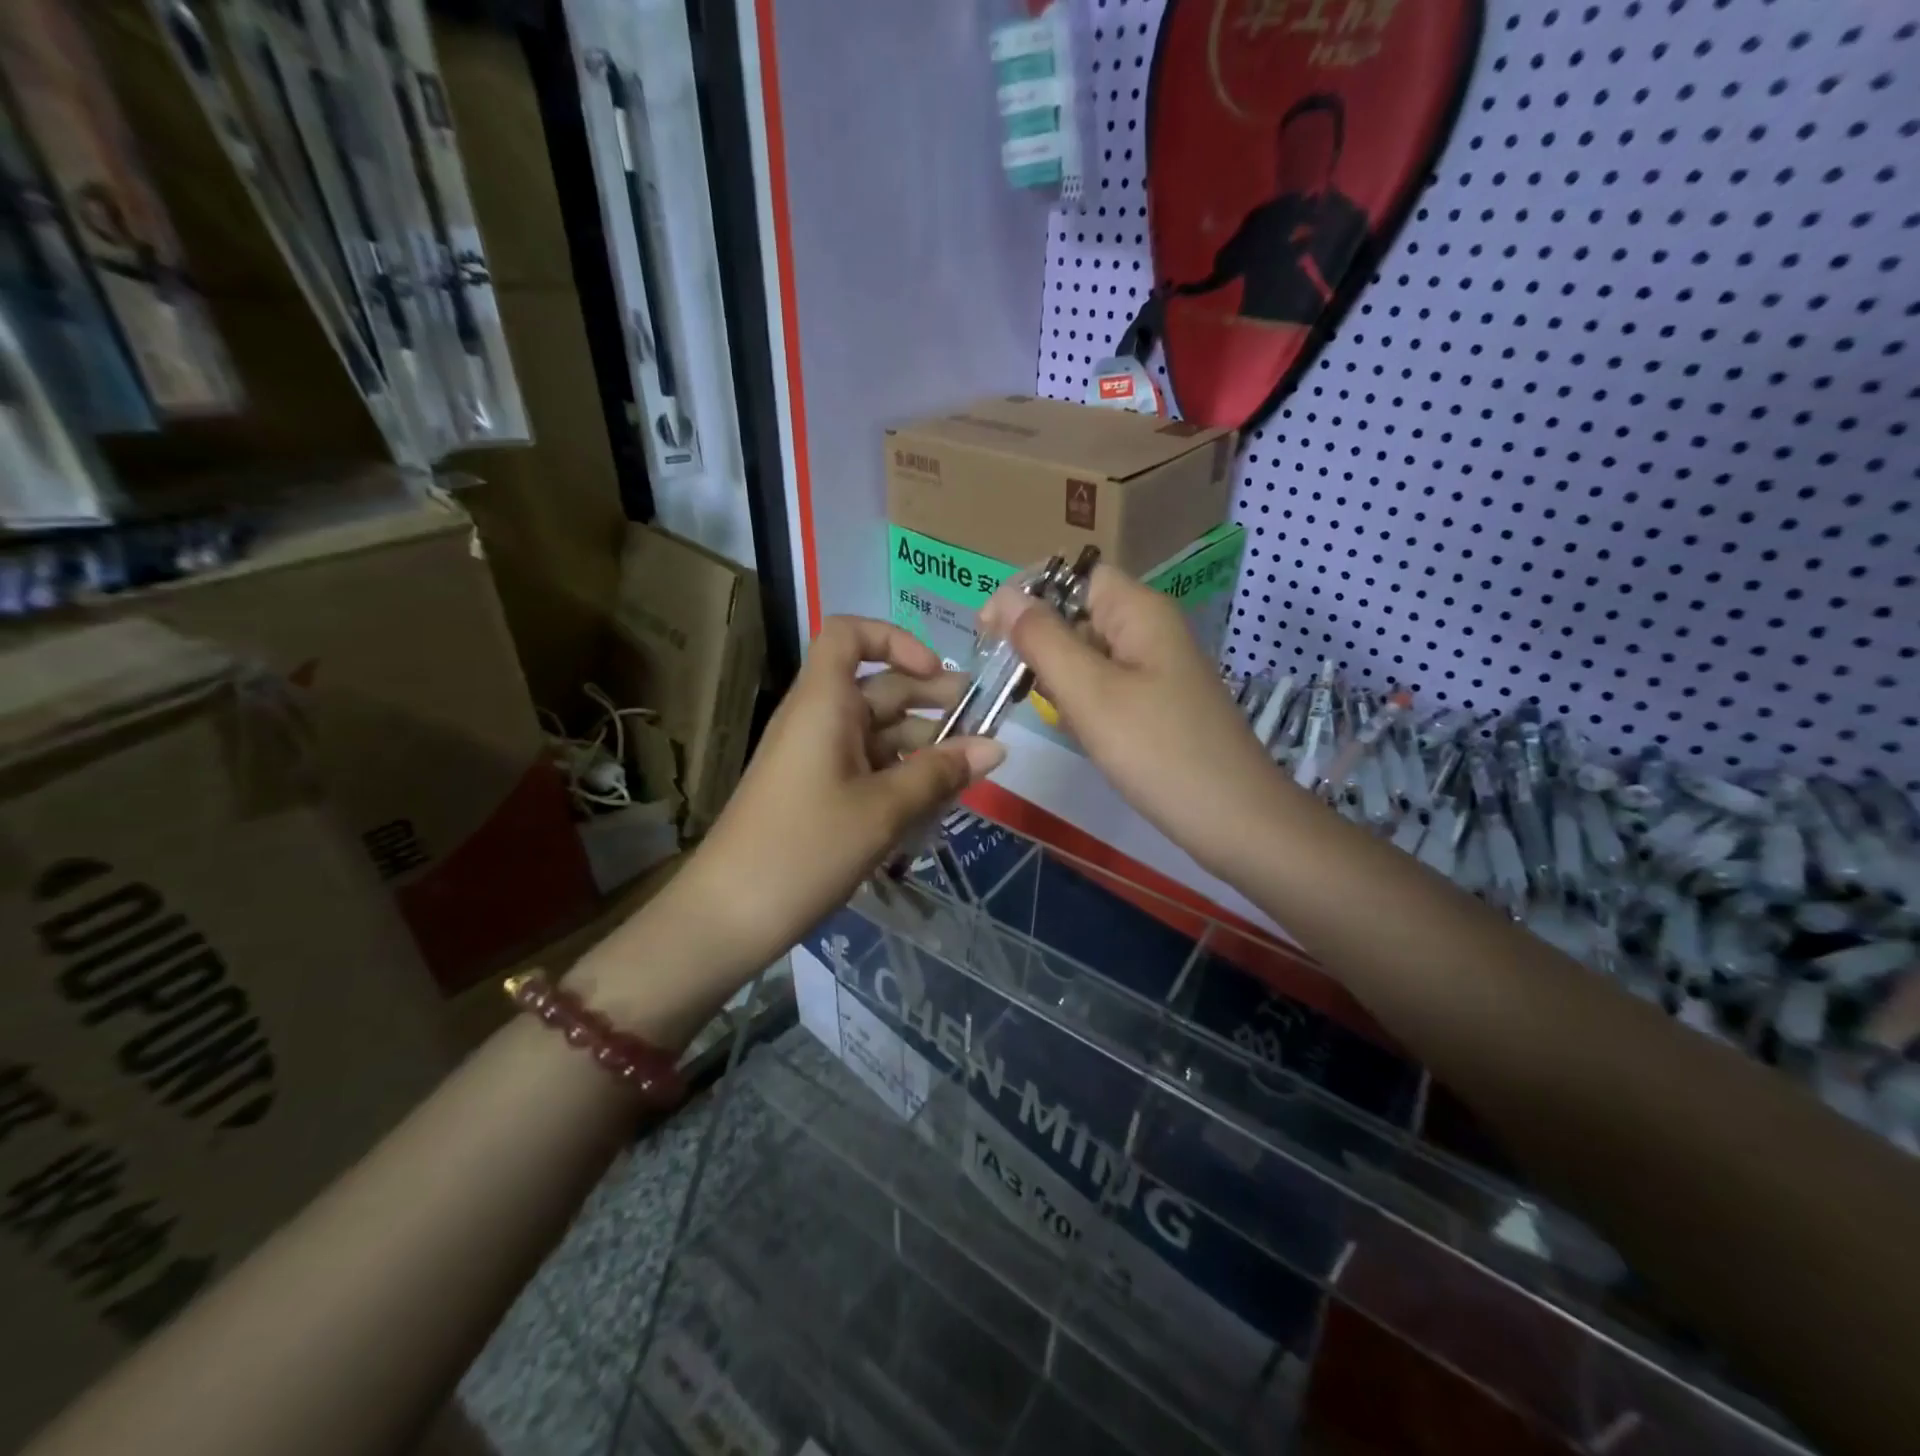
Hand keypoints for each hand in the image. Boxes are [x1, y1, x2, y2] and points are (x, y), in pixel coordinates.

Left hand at [632, 618, 1004, 990]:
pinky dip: (903, 775)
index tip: (935, 673)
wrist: (729, 915)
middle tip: (985, 723)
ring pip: (879, 732)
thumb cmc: (805, 848)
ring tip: (970, 772)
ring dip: (924, 745)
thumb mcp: (883, 811)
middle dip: (932, 699)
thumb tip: (997, 747)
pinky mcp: (818, 792)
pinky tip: (937, 801)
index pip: (849, 635)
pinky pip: (868, 766)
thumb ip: (941, 774)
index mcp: (823, 703)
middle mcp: (819, 719)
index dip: (895, 640)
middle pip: (878, 687)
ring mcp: (817, 757)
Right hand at [984, 566, 1288, 880]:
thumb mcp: (1090, 692)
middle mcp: (1149, 630)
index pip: (1074, 576)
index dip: (1029, 594)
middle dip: (1040, 642)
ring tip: (1047, 711)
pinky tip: (1077, 730)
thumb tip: (1003, 596)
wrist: (1234, 820)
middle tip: (1012, 684)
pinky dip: (1082, 702)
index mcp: (1139, 611)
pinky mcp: (1156, 704)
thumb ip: (1042, 640)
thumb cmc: (1158, 751)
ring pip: (1088, 654)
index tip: (989, 633)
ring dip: (1058, 676)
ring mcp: (1155, 669)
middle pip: (1078, 614)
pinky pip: (1105, 687)